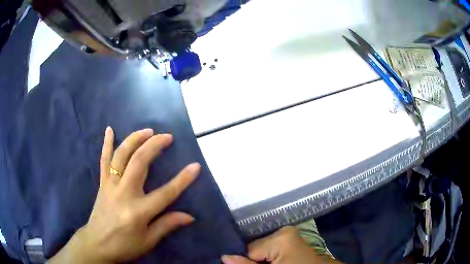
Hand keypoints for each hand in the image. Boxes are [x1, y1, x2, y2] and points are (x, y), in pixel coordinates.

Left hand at [49, 127, 200, 263]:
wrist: (97, 244)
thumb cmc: (124, 246)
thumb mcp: (148, 241)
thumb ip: (167, 225)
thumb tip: (189, 216)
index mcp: (138, 212)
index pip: (165, 193)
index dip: (182, 180)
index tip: (195, 166)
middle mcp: (123, 193)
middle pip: (139, 163)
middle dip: (154, 146)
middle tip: (167, 137)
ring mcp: (110, 185)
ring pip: (121, 156)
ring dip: (134, 139)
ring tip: (148, 130)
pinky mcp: (102, 183)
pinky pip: (103, 160)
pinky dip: (106, 144)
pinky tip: (109, 129)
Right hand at [221, 226, 341, 263]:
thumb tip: (224, 256)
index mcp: (280, 237)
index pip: (248, 248)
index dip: (244, 261)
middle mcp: (284, 231)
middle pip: (255, 247)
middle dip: (251, 259)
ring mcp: (289, 235)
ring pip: (262, 248)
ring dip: (258, 259)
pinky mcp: (291, 240)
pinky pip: (271, 248)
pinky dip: (267, 257)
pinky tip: (269, 262)